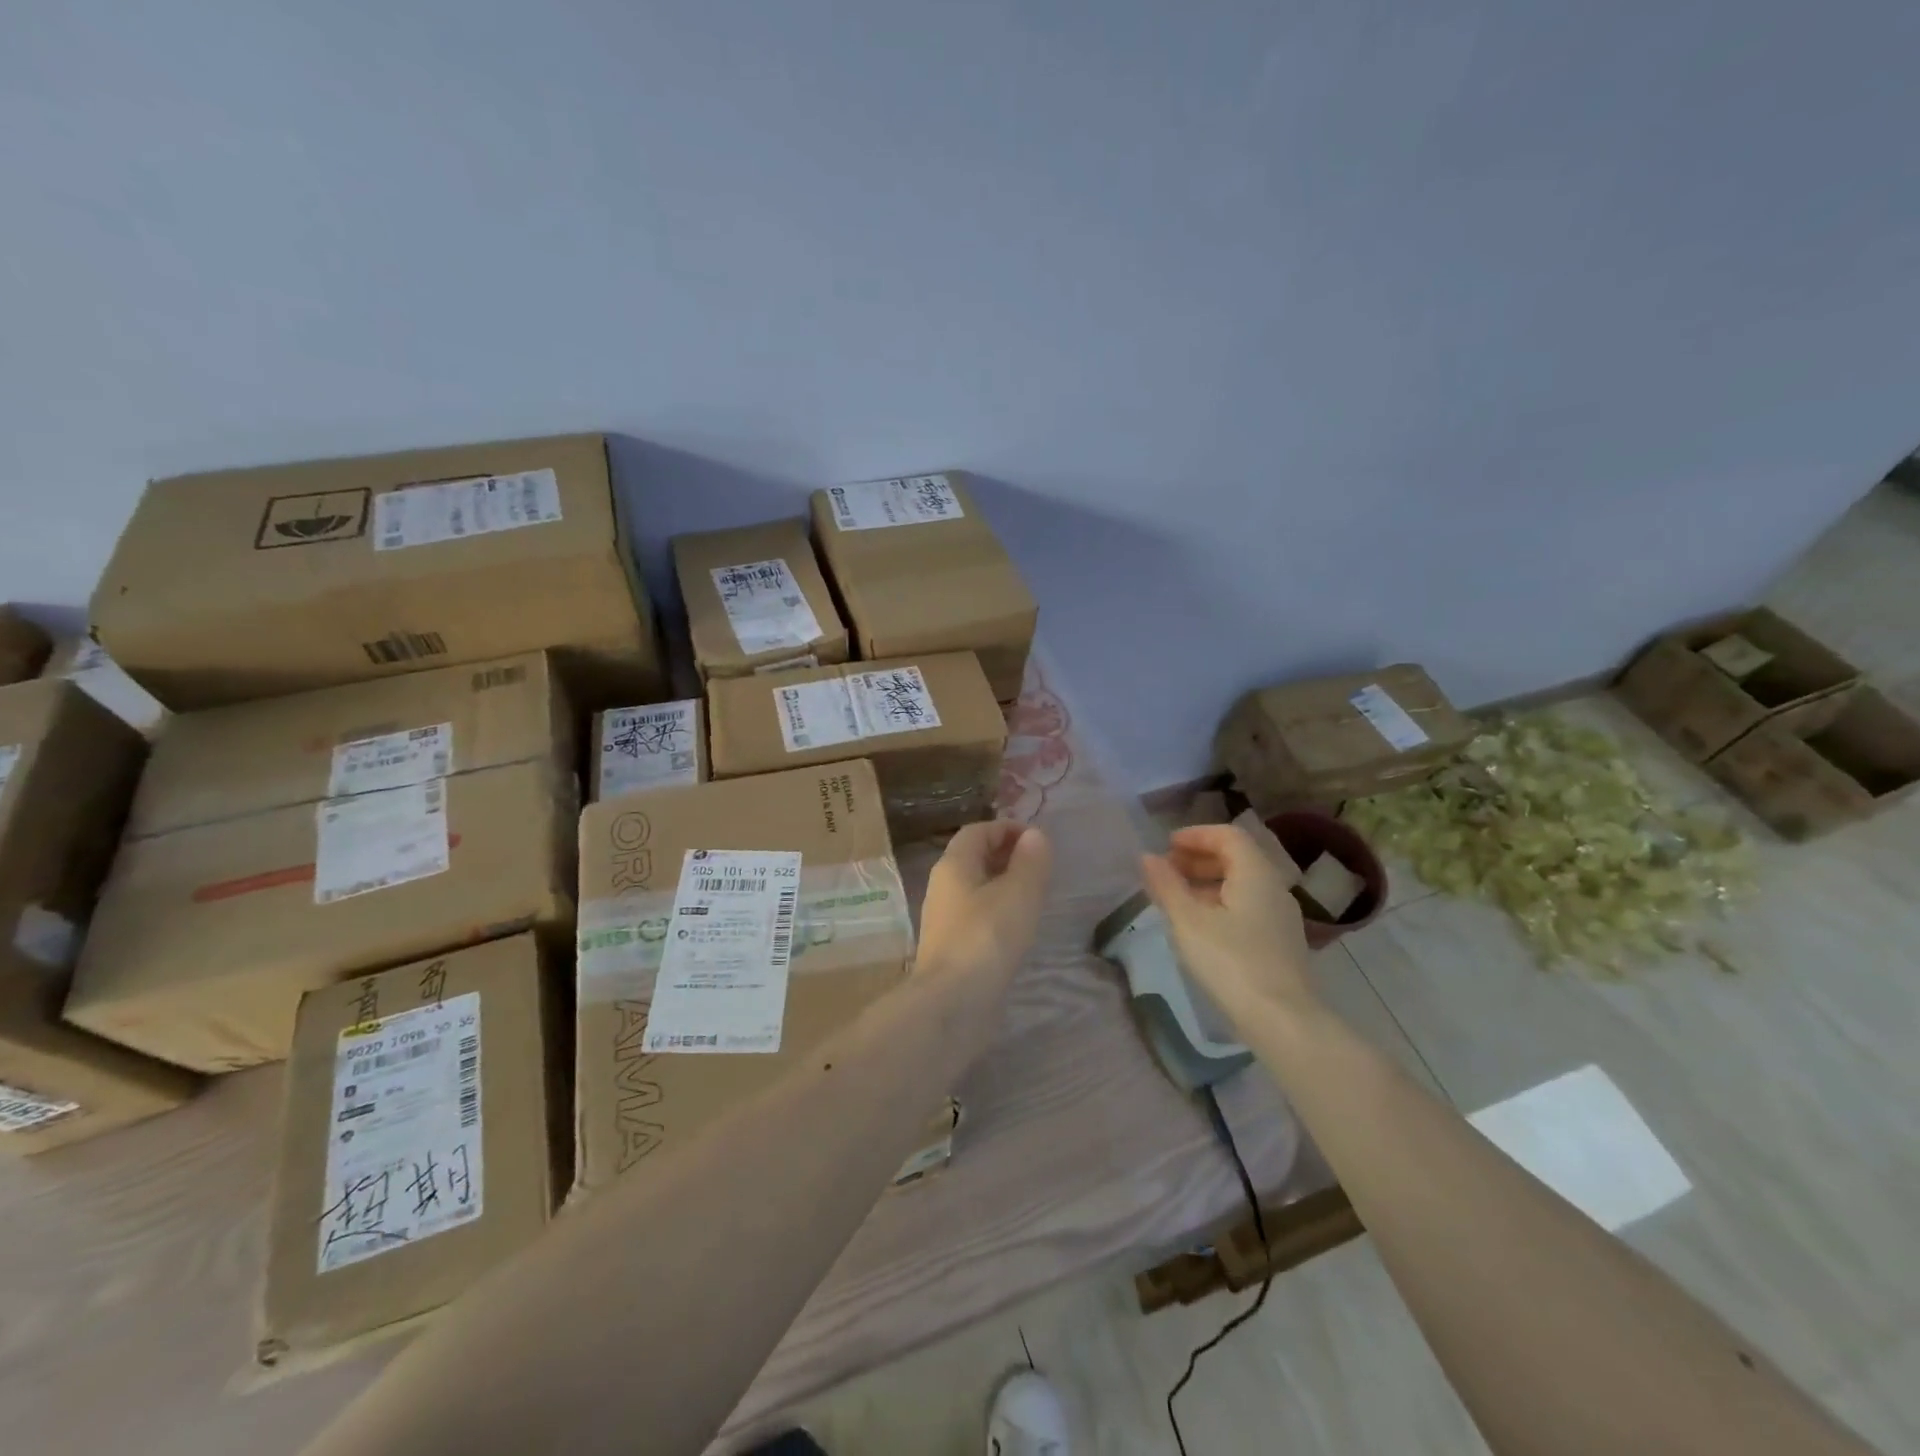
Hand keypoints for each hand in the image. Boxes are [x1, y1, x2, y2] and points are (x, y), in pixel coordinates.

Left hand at [918, 822, 1052, 983]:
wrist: (951, 1004)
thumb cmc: (986, 938)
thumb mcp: (1018, 893)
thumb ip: (1030, 861)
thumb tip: (1034, 835)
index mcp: (953, 865)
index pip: (977, 831)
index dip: (1007, 829)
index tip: (1038, 841)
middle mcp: (943, 886)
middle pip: (974, 858)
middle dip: (1006, 855)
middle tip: (1040, 867)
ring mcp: (945, 919)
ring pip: (976, 888)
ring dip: (1004, 885)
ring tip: (1035, 896)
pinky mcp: (952, 947)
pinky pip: (977, 916)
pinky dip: (998, 911)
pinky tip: (1018, 928)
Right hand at [1140, 824, 1316, 1021]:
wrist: (1283, 1022)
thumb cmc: (1231, 962)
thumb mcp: (1188, 922)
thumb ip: (1167, 886)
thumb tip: (1148, 857)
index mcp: (1256, 874)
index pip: (1228, 836)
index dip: (1196, 835)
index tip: (1167, 846)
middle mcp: (1274, 888)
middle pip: (1237, 858)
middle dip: (1199, 858)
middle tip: (1167, 870)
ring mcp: (1280, 918)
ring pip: (1242, 885)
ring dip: (1208, 882)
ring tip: (1177, 898)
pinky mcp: (1279, 943)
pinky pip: (1247, 907)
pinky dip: (1220, 904)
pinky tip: (1199, 926)